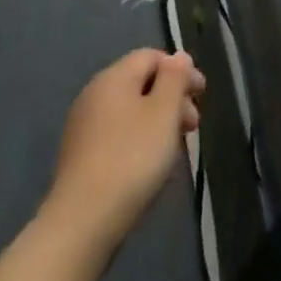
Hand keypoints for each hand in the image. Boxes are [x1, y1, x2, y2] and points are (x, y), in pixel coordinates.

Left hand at [43, 49, 205, 246]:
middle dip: (171, 99)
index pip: (152, 56)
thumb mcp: (164, 112)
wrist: (81, 224)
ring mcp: (83, 127)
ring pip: (130, 111)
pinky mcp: (79, 157)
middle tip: (193, 126)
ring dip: (157, 121)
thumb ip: (175, 78)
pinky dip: (138, 140)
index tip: (201, 95)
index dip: (181, 71)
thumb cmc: (131, 158)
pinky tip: (149, 164)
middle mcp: (94, 95)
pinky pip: (117, 134)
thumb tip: (178, 56)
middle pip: (141, 83)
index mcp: (114, 77)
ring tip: (175, 148)